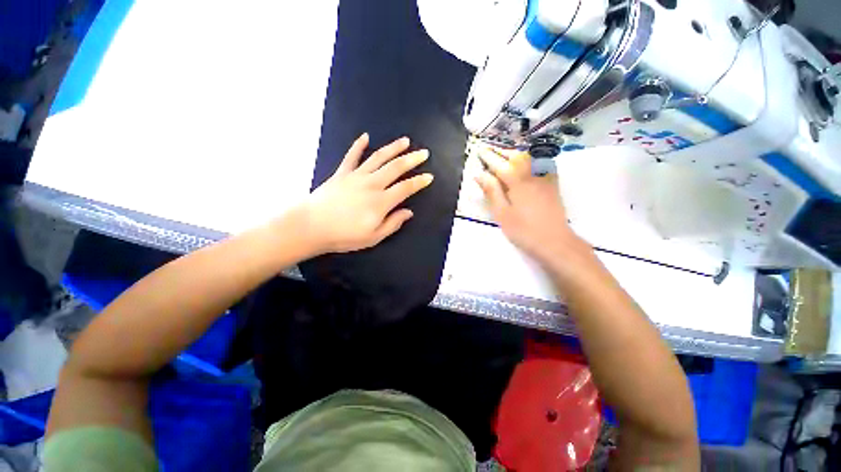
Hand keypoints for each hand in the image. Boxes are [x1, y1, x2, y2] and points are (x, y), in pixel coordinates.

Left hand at [298, 133, 432, 253]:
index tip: (429, 176)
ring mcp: (356, 176)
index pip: (406, 188)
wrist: (311, 226)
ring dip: (393, 148)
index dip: (419, 182)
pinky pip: (352, 156)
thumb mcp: (373, 237)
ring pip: (378, 158)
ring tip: (405, 141)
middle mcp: (372, 184)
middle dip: (412, 159)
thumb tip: (409, 212)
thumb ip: (393, 223)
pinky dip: (359, 145)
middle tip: (423, 153)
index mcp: (381, 201)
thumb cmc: (344, 235)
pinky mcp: (342, 173)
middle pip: (396, 167)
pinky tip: (366, 137)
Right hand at [475, 149, 587, 262]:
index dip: (488, 157)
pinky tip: (529, 161)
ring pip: (529, 158)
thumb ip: (492, 191)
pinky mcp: (552, 184)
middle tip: (489, 148)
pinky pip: (542, 163)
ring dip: (514, 152)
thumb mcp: (502, 213)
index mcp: (517, 182)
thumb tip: (480, 175)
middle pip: (515, 156)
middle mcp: (532, 174)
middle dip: (501, 151)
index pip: (499, 164)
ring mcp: (544, 178)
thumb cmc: (523, 230)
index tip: (479, 150)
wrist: (554, 241)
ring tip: (504, 153)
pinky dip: (532, 158)